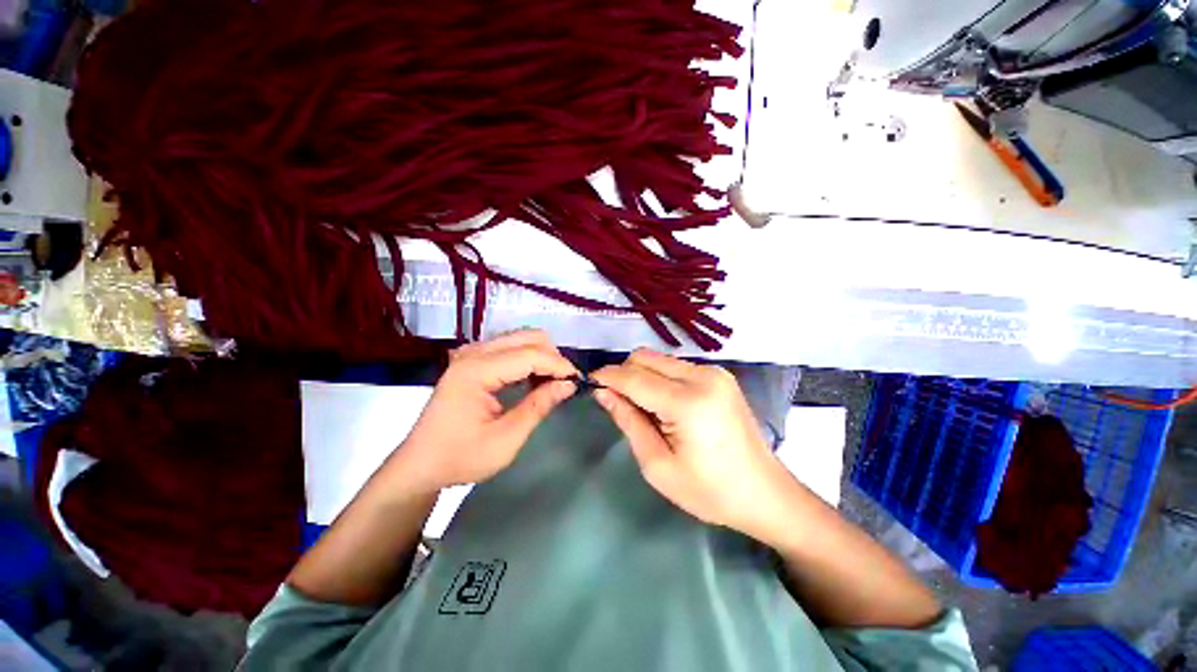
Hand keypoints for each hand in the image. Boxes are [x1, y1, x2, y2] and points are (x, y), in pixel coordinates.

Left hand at [392, 330, 577, 492]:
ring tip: (550, 383)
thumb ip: (539, 406)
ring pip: (520, 338)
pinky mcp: (472, 359)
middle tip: (563, 383)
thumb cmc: (461, 457)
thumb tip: (569, 384)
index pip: (529, 354)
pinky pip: (509, 347)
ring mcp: (471, 353)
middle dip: (552, 356)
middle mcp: (473, 353)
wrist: (420, 465)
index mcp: (476, 370)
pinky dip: (528, 359)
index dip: (558, 365)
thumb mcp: (506, 439)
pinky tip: (532, 380)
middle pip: (527, 337)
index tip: (578, 380)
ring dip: (541, 356)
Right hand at [591, 349, 784, 536]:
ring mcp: (714, 372)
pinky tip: (664, 404)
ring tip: (643, 408)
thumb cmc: (710, 491)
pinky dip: (660, 378)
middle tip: (617, 402)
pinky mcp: (720, 375)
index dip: (607, 377)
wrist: (765, 494)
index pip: (634, 377)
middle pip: (645, 357)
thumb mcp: (658, 466)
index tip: (590, 383)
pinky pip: (676, 366)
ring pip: (660, 359)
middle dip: (624, 374)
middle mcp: (703, 376)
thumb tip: (603, 392)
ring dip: (642, 376)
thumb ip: (628, 421)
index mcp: (688, 402)